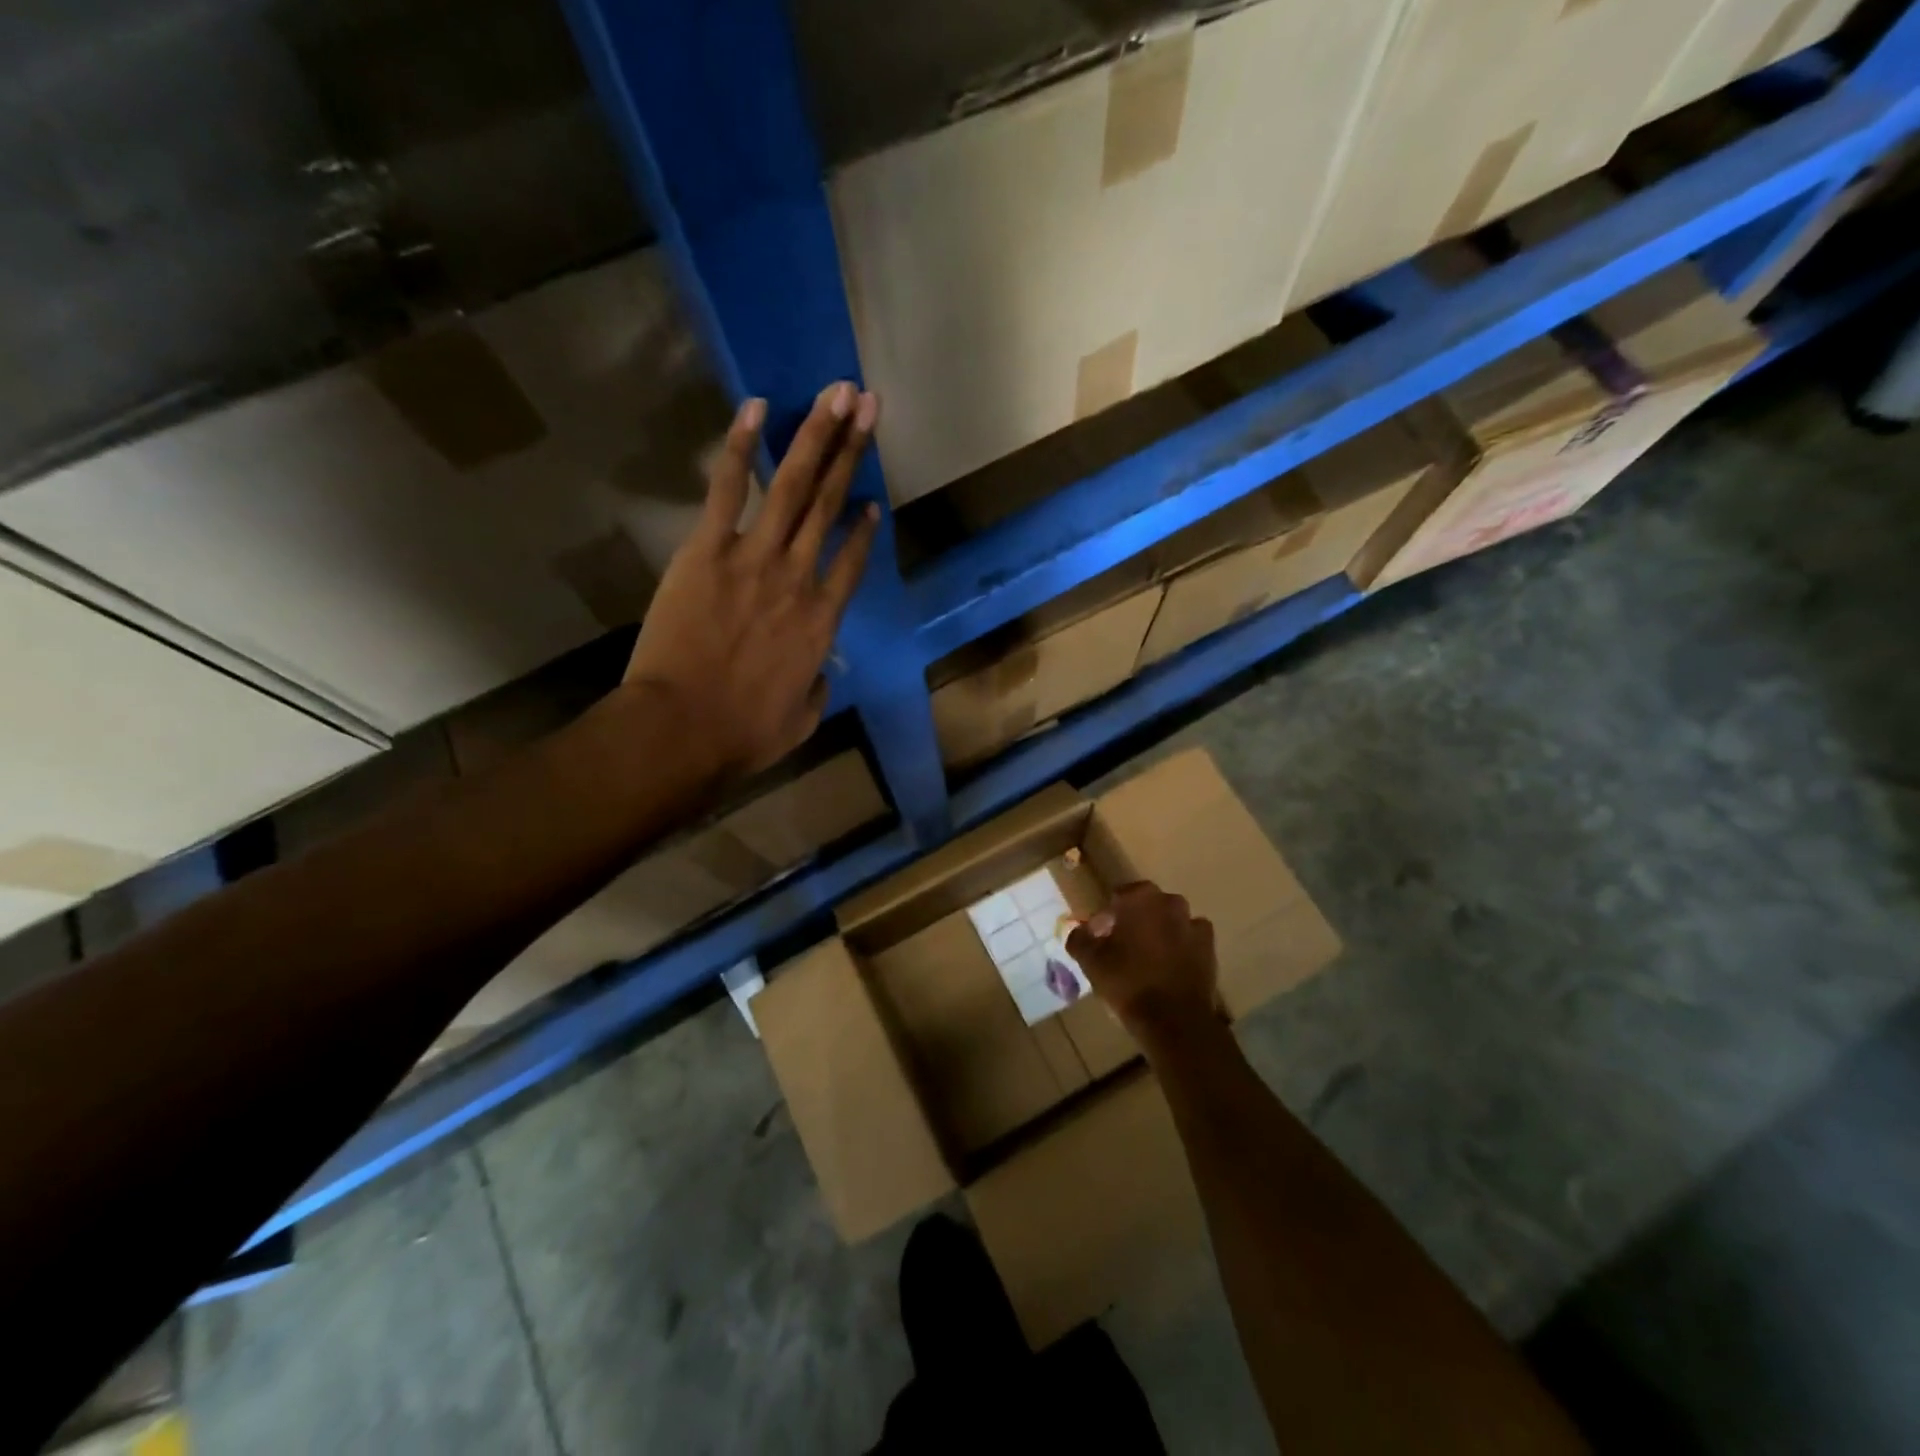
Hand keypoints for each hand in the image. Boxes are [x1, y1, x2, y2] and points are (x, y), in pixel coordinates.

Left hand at [625, 382, 880, 780]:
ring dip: (817, 437)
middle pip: (831, 506)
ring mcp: (755, 558)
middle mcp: (799, 577)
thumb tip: (820, 670)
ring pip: (794, 486)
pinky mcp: (708, 550)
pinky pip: (728, 488)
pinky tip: (755, 408)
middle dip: (853, 452)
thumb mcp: (802, 719)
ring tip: (837, 394)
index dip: (864, 527)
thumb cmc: (745, 733)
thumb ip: (818, 687)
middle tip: (870, 406)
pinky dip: (740, 446)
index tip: (871, 501)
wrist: (684, 728)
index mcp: (824, 621)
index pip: (852, 561)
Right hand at [1067, 882, 1219, 1044]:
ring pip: (1169, 921)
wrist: (1175, 1020)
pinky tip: (1169, 967)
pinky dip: (1180, 947)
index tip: (1100, 938)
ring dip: (1158, 932)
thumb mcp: (1090, 961)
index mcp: (1139, 898)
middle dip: (1132, 921)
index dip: (1107, 917)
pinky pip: (1189, 939)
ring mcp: (1193, 923)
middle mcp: (1169, 902)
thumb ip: (1080, 938)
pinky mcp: (1209, 947)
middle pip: (1145, 906)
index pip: (1118, 897)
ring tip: (1146, 959)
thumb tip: (1080, 931)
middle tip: (1120, 947)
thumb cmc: (1128, 982)